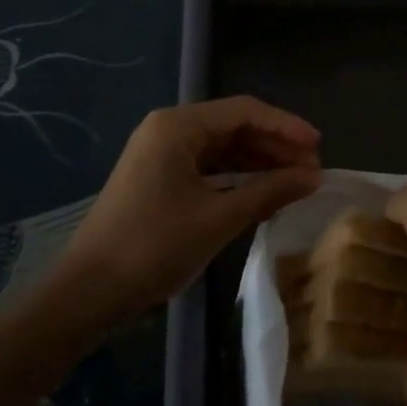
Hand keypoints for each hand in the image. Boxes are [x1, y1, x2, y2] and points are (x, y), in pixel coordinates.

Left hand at [54, 97, 322, 323]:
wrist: (87, 294)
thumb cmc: (153, 247)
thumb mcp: (218, 219)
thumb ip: (269, 192)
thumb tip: (314, 177)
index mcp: (179, 125)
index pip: (245, 111)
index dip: (285, 127)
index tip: (319, 146)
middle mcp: (169, 129)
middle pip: (234, 126)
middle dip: (274, 147)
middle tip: (312, 170)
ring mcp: (161, 153)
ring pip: (222, 148)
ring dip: (258, 163)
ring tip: (295, 182)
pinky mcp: (158, 178)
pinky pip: (207, 167)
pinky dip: (236, 177)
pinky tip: (262, 193)